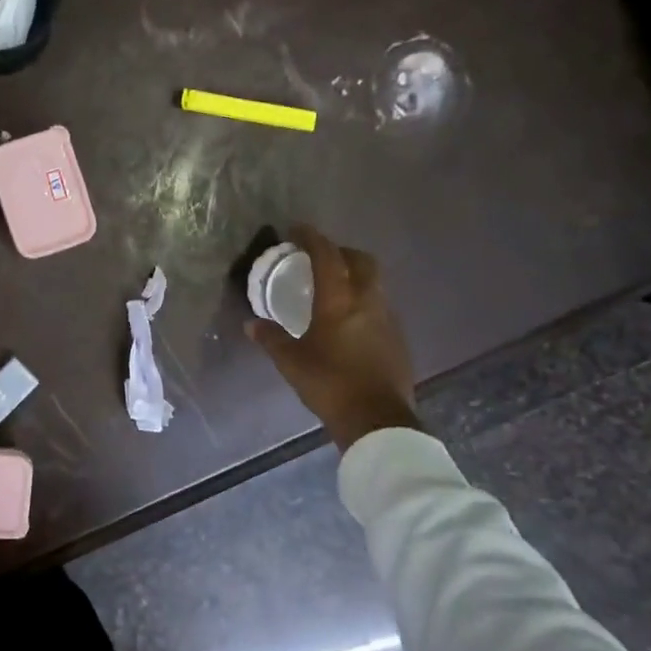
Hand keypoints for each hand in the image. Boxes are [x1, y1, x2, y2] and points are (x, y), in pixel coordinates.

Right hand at [246, 224, 419, 449]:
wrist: (378, 420)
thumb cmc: (330, 384)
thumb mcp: (292, 362)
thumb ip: (272, 339)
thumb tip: (252, 325)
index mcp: (339, 301)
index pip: (327, 256)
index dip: (312, 238)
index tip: (297, 230)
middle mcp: (367, 301)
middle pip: (361, 261)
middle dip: (341, 252)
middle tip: (321, 258)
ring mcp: (388, 319)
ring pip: (374, 283)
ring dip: (355, 276)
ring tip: (335, 288)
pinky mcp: (398, 339)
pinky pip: (380, 306)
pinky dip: (364, 301)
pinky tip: (350, 321)